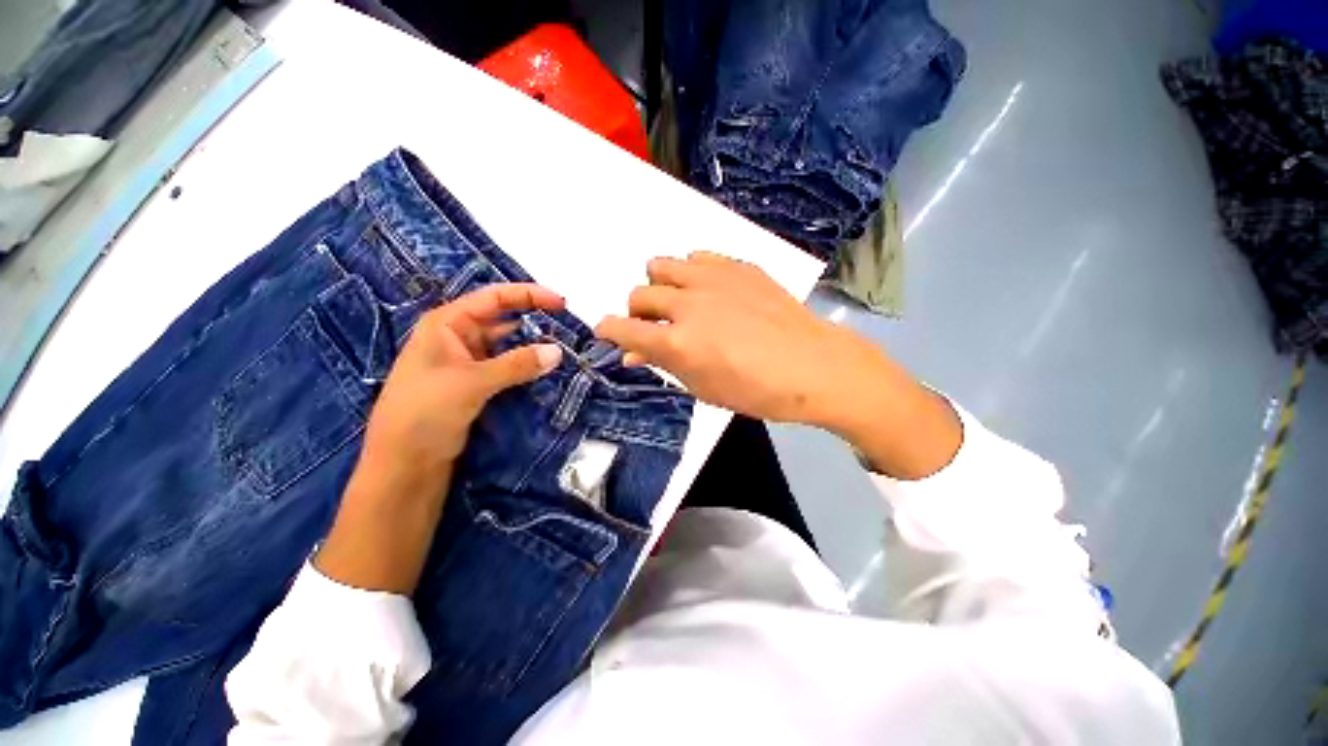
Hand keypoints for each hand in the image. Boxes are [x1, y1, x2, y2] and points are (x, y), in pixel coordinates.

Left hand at [355, 283, 564, 494]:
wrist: (404, 463)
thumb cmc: (425, 410)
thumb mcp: (472, 382)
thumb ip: (517, 364)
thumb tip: (558, 351)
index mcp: (448, 323)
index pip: (494, 298)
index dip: (529, 295)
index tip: (562, 302)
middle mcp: (459, 337)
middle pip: (504, 320)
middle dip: (535, 322)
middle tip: (569, 330)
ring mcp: (468, 362)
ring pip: (508, 346)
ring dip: (533, 347)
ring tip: (565, 350)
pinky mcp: (477, 384)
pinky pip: (508, 368)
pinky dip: (527, 367)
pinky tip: (548, 371)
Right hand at [595, 253, 960, 478]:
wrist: (813, 367)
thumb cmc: (756, 391)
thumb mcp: (703, 388)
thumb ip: (664, 364)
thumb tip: (633, 353)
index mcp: (678, 341)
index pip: (622, 328)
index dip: (608, 330)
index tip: (608, 333)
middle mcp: (688, 303)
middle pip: (639, 294)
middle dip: (638, 313)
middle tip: (657, 326)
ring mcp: (713, 279)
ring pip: (661, 265)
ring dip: (662, 286)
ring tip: (681, 302)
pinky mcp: (738, 267)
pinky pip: (697, 257)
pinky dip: (692, 273)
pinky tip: (710, 291)